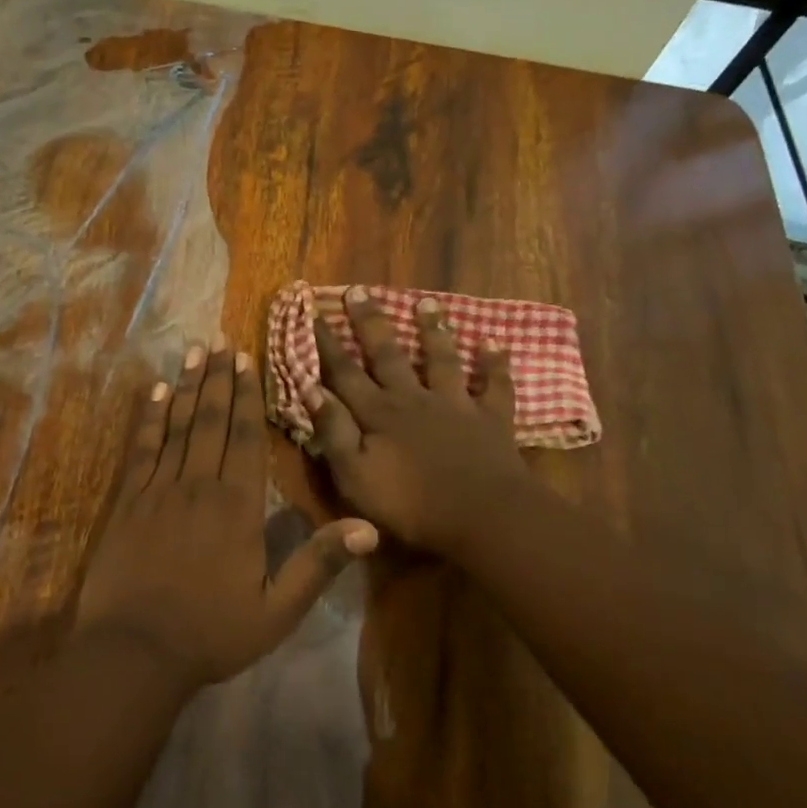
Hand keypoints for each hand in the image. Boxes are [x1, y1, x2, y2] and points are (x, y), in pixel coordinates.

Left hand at [76, 345, 379, 687]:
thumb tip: (369, 527)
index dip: (246, 396)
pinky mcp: (129, 501)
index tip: (246, 360)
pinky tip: (153, 392)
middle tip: (219, 341)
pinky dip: (148, 418)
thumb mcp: (277, 610)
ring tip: (192, 350)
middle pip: (210, 420)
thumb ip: (319, 563)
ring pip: (176, 425)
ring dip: (185, 385)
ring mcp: (159, 489)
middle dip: (217, 378)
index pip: (245, 437)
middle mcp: (199, 485)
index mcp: (238, 506)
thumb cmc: (211, 633)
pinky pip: (141, 449)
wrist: (135, 653)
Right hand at [304, 289, 535, 557]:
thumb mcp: (356, 477)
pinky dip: (494, 365)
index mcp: (379, 414)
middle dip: (370, 323)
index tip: (313, 314)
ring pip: (441, 359)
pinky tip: (494, 344)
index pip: (344, 373)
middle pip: (388, 354)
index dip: (327, 345)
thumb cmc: (412, 505)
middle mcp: (413, 399)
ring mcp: (455, 405)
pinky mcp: (490, 419)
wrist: (483, 516)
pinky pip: (494, 386)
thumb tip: (311, 390)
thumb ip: (334, 433)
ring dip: (433, 330)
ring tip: (427, 303)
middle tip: (358, 291)